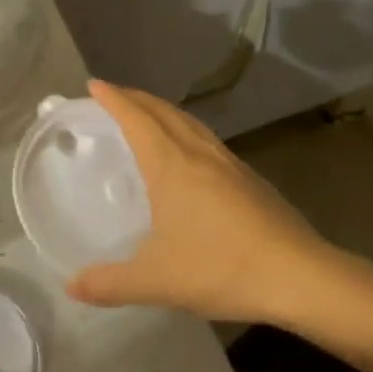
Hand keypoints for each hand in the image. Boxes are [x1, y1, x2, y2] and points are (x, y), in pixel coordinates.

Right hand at [66, 80, 334, 324]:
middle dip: (136, 98)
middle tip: (114, 95)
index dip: (113, 99)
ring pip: (190, 123)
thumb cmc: (221, 267)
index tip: (94, 84)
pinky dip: (187, 132)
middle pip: (164, 111)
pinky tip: (189, 156)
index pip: (136, 118)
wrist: (300, 276)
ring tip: (148, 116)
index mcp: (171, 165)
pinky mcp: (251, 180)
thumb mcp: (156, 281)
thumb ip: (109, 283)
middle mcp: (199, 154)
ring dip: (164, 111)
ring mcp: (230, 164)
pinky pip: (208, 141)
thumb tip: (71, 287)